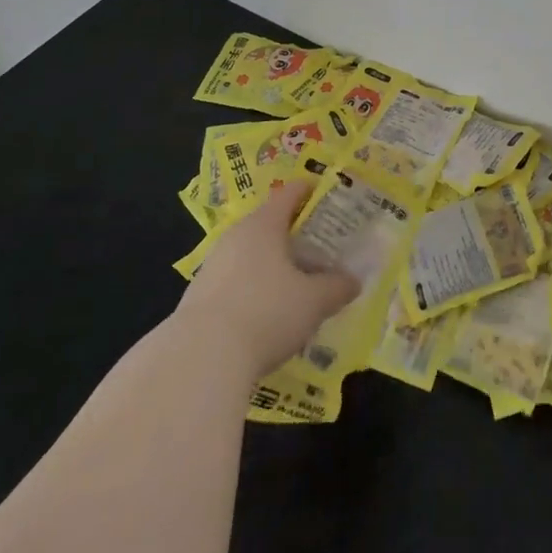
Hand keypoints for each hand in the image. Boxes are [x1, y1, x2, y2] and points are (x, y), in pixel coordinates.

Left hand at [175, 181, 359, 377]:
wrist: (199, 360)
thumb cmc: (266, 312)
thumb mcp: (314, 301)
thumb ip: (337, 287)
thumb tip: (353, 281)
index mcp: (264, 225)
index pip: (290, 194)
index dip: (311, 193)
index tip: (330, 200)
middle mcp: (236, 237)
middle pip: (270, 226)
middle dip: (296, 238)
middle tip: (322, 253)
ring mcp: (213, 266)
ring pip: (252, 256)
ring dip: (274, 267)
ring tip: (299, 288)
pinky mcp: (198, 298)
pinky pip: (236, 283)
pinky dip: (254, 290)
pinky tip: (268, 317)